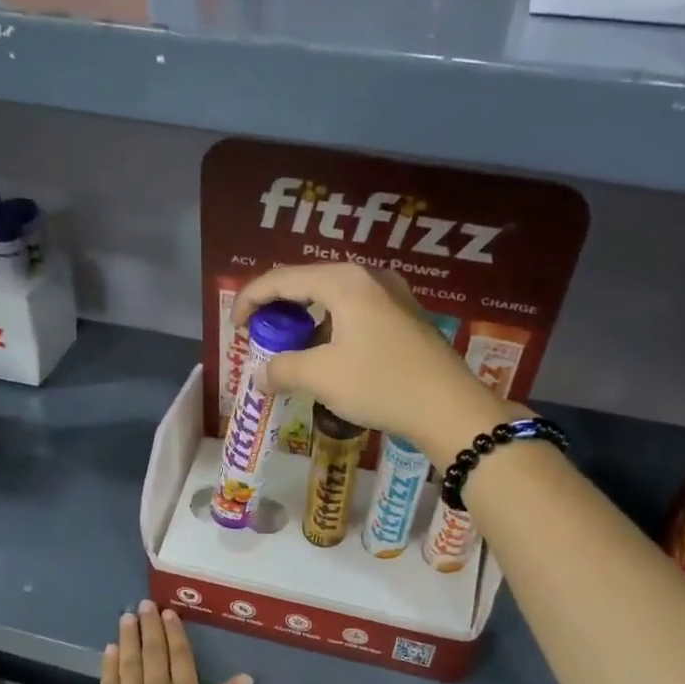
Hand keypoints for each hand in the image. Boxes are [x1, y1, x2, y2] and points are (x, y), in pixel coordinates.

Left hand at [92, 600, 251, 683]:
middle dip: (150, 627)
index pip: (181, 658)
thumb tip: (244, 676)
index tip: (170, 613)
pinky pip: (108, 683)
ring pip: (128, 662)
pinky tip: (110, 650)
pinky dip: (109, 664)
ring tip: (127, 617)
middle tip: (145, 604)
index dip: (176, 634)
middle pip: (153, 654)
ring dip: (128, 638)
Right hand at [235, 262, 509, 461]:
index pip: (282, 279)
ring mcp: (391, 294)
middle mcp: (368, 276)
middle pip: (307, 282)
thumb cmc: (380, 384)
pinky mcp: (405, 315)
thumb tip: (259, 376)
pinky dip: (330, 326)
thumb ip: (282, 369)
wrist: (449, 407)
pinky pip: (354, 310)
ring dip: (305, 319)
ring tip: (290, 346)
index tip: (235, 328)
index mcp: (343, 281)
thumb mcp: (321, 377)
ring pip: (332, 297)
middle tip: (259, 336)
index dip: (250, 300)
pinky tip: (327, 352)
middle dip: (278, 308)